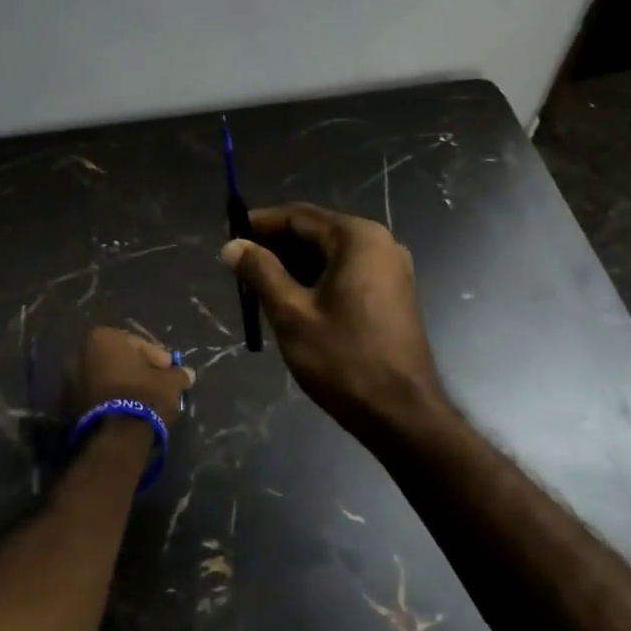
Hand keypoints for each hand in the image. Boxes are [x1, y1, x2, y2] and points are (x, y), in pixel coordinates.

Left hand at [69, 326, 193, 422]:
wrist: (116, 437)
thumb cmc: (144, 396)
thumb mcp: (170, 382)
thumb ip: (178, 374)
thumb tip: (187, 374)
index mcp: (103, 338)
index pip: (138, 344)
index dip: (157, 357)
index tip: (170, 370)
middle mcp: (80, 353)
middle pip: (118, 360)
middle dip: (136, 370)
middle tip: (156, 383)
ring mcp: (69, 381)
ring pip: (104, 378)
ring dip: (121, 385)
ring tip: (142, 400)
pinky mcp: (67, 407)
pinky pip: (95, 396)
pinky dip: (109, 400)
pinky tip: (126, 412)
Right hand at [220, 204, 445, 439]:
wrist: (402, 414)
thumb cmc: (344, 359)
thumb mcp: (291, 313)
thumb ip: (260, 272)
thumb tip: (232, 246)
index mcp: (357, 238)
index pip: (298, 216)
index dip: (259, 224)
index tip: (228, 238)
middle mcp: (380, 243)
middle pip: (316, 232)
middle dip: (276, 247)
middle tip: (239, 268)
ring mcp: (391, 269)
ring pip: (330, 254)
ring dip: (294, 265)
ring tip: (257, 287)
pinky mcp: (393, 293)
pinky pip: (346, 273)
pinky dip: (317, 280)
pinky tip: (290, 300)